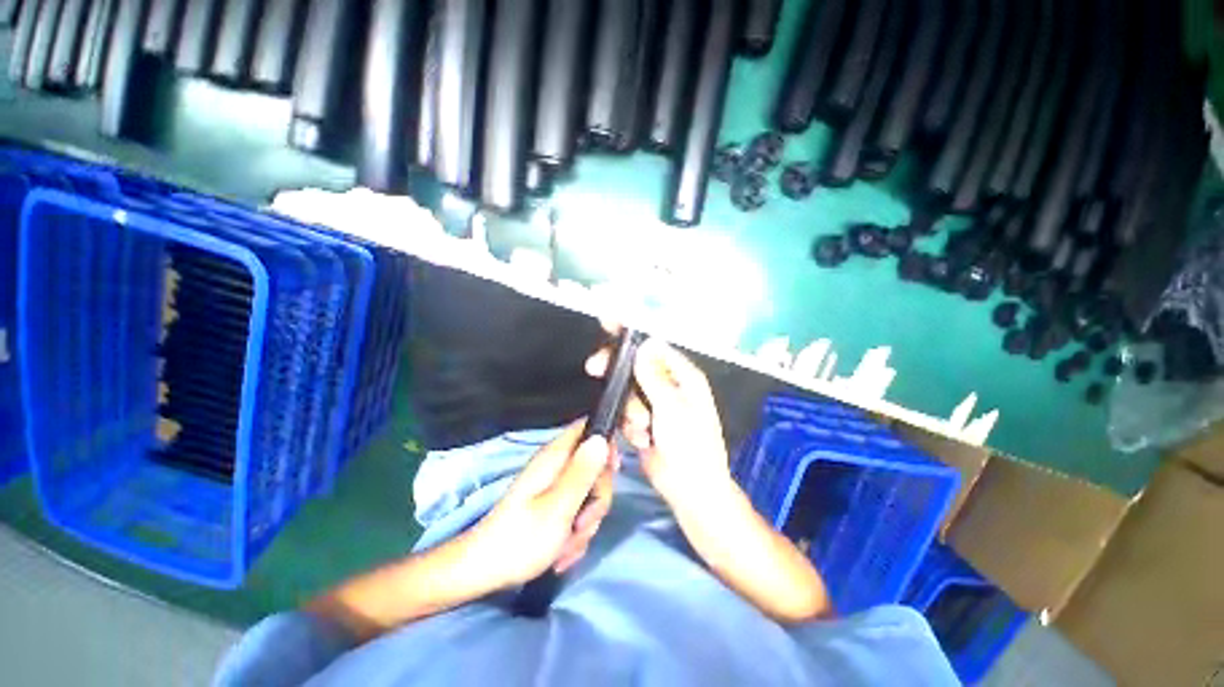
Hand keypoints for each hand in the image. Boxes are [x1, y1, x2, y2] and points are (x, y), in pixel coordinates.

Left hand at [467, 421, 615, 588]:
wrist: (485, 572)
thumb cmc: (521, 538)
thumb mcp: (559, 507)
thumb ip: (583, 472)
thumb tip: (602, 438)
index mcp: (555, 457)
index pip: (587, 428)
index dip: (605, 441)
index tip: (612, 469)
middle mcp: (556, 467)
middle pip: (595, 467)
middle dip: (596, 498)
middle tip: (582, 520)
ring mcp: (555, 487)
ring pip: (589, 494)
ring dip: (585, 523)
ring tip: (567, 543)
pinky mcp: (553, 506)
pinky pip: (578, 512)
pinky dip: (575, 534)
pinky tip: (563, 552)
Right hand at [586, 336, 731, 512]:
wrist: (690, 489)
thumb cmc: (690, 445)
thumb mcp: (672, 408)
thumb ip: (654, 376)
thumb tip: (644, 344)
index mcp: (682, 375)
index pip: (653, 345)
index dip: (630, 335)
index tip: (607, 323)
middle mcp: (668, 385)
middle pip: (635, 365)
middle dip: (617, 372)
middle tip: (594, 368)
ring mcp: (655, 403)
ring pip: (627, 391)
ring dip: (630, 410)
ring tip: (643, 429)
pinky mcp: (643, 421)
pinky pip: (625, 411)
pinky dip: (630, 426)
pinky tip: (642, 440)